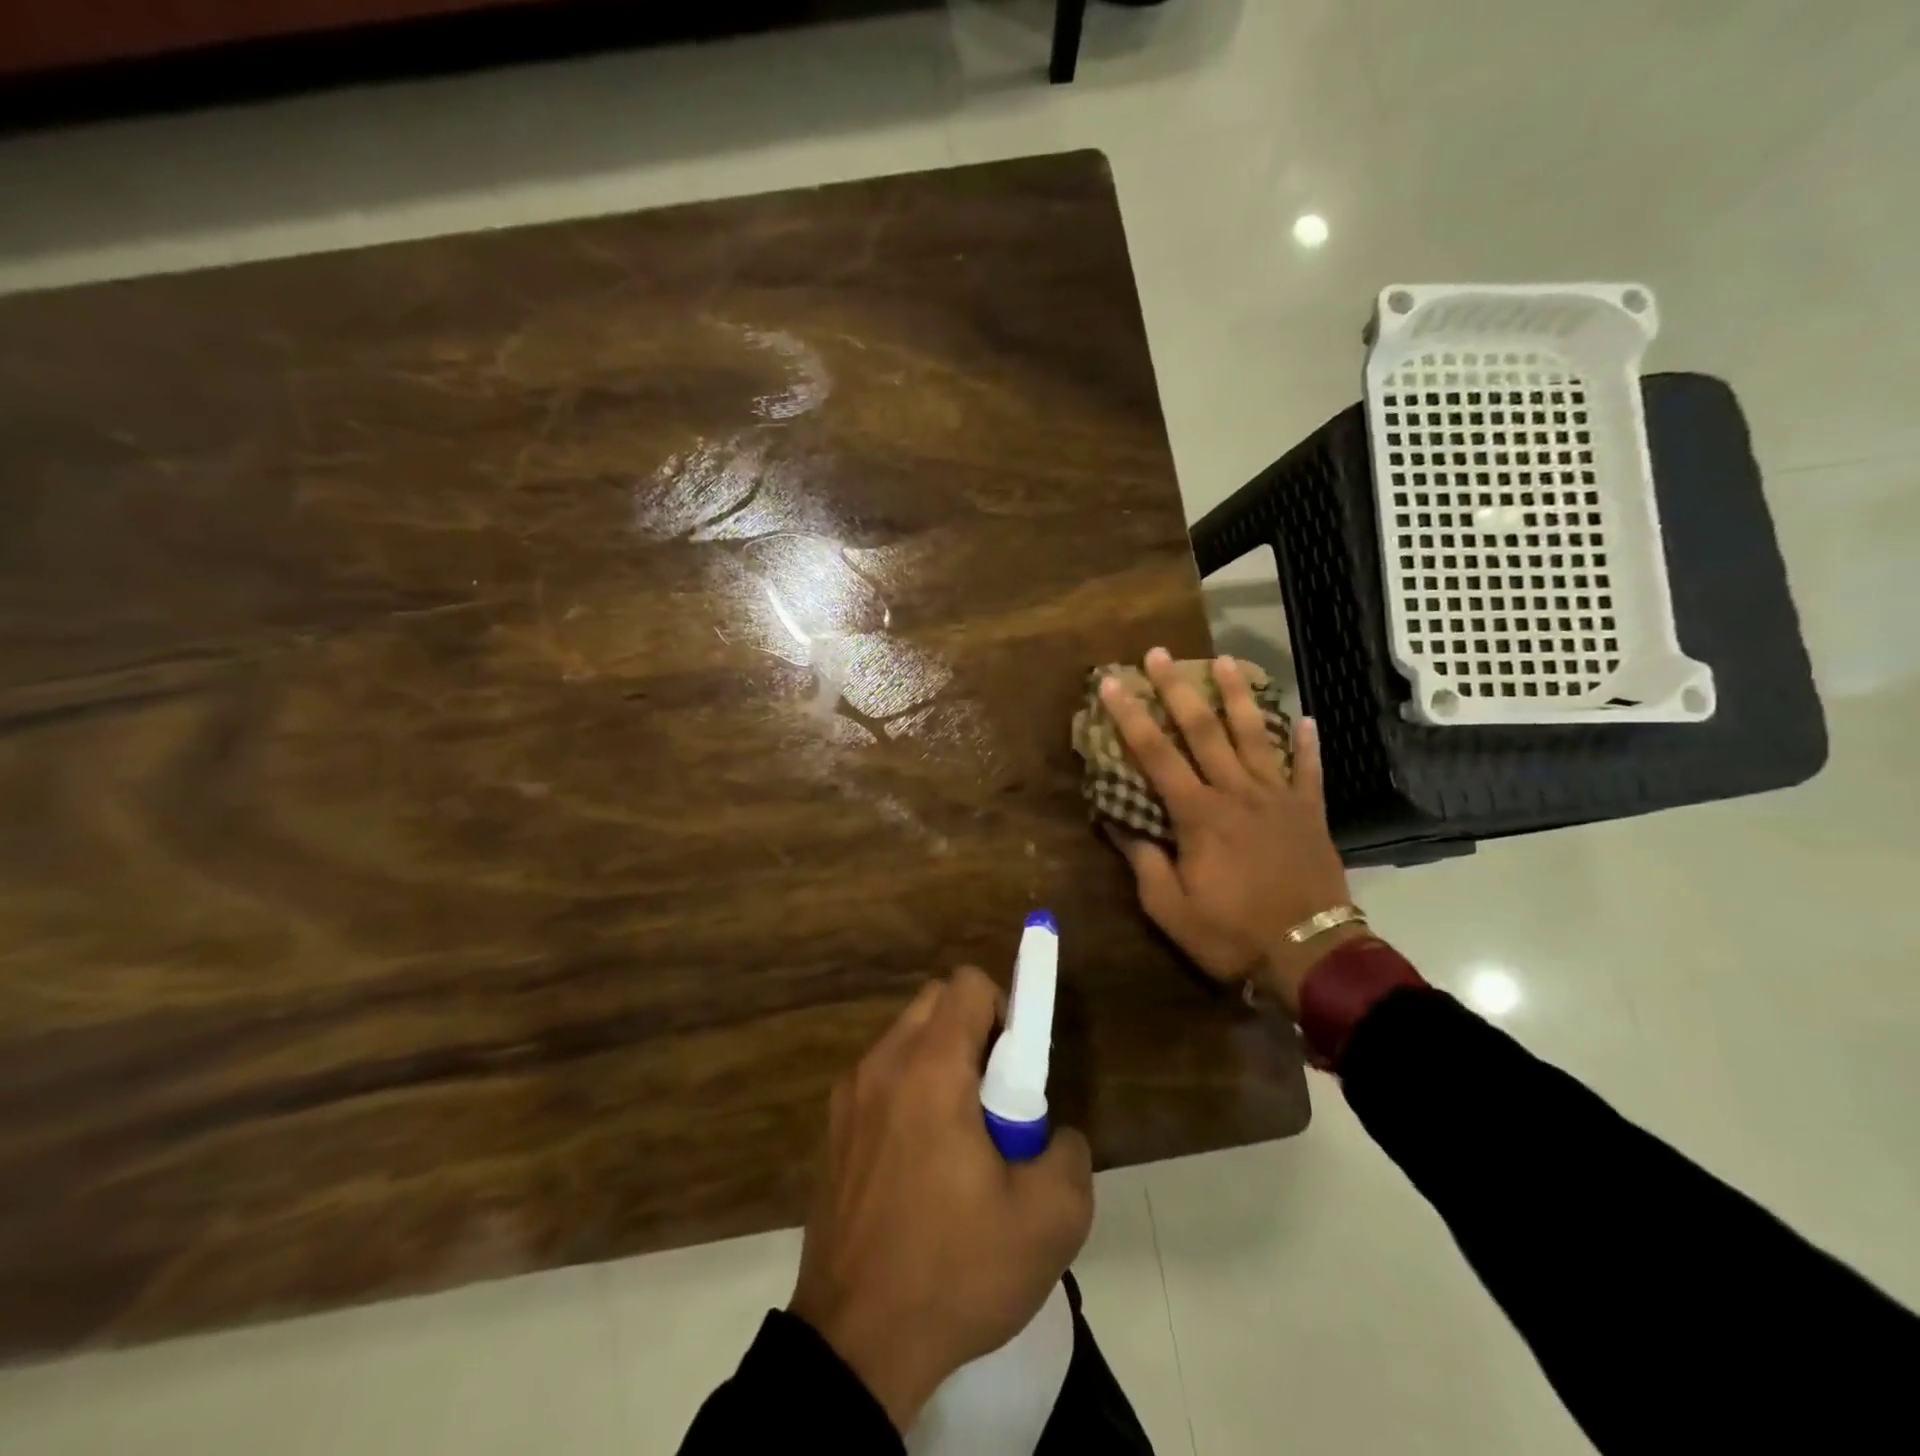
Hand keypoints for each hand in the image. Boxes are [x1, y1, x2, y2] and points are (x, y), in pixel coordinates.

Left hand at [789, 968, 1094, 1431]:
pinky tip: (920, 1167)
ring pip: (905, 1039)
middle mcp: (882, 1064)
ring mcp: (848, 1096)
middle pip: (935, 1002)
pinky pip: (880, 1079)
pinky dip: (908, 1093)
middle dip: (973, 1031)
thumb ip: (1068, 1153)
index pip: (967, 984)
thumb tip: (1051, 1134)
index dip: (1004, 1009)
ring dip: (940, 1063)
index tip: (1016, 1067)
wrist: (855, 1345)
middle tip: (995, 1099)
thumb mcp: (1049, 1222)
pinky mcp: (831, 1130)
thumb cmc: (954, 1271)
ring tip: (959, 1141)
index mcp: (930, 1069)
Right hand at [1099, 648, 1358, 1012]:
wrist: (1311, 953)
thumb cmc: (1232, 933)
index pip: (1156, 755)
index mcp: (1198, 815)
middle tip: (1160, 654)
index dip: (1130, 717)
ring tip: (1227, 661)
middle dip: (1177, 689)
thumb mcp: (1171, 909)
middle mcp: (1236, 793)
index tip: (1112, 683)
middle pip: (1203, 730)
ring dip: (1238, 696)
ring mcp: (1278, 798)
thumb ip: (1144, 862)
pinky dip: (1307, 743)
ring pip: (1255, 736)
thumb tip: (1118, 824)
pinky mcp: (1309, 812)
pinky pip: (1308, 770)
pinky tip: (1305, 718)